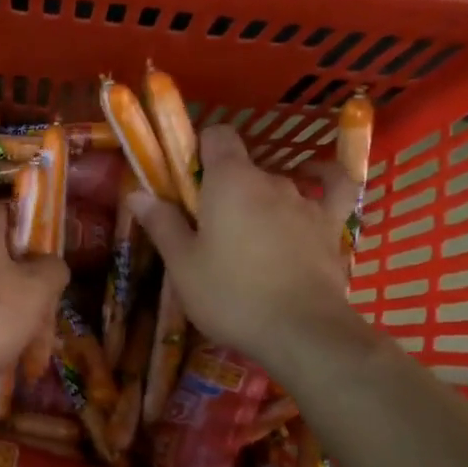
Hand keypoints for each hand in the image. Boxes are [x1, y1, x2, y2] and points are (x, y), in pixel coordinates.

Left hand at [0, 203, 67, 386]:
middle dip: (26, 286)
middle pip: (0, 256)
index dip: (37, 236)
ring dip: (8, 312)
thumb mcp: (38, 290)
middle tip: (45, 317)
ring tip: (28, 347)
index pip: (13, 214)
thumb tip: (50, 265)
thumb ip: (53, 268)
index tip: (51, 265)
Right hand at [127, 124, 357, 359]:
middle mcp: (270, 179)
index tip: (185, 181)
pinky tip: (314, 180)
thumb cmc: (230, 295)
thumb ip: (162, 223)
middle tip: (206, 228)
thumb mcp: (183, 264)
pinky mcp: (331, 226)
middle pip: (242, 167)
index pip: (216, 135)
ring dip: (258, 201)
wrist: (300, 331)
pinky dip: (322, 181)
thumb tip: (137, 192)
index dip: (199, 150)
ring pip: (275, 186)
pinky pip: (331, 191)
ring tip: (245, 239)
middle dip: (223, 188)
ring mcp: (305, 201)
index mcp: (230, 180)